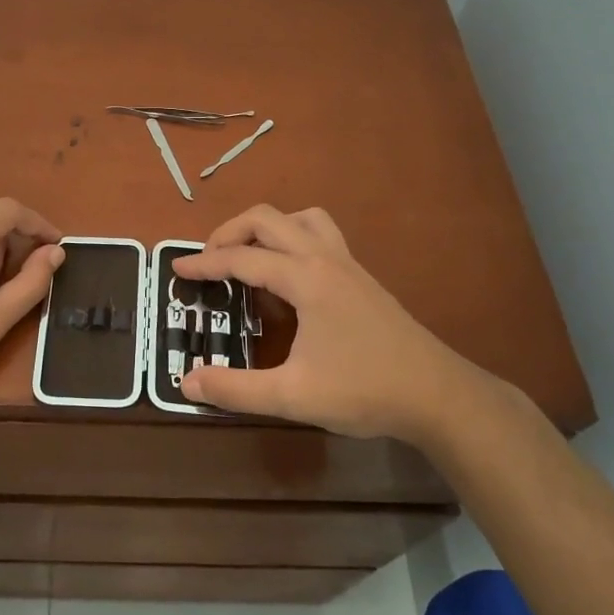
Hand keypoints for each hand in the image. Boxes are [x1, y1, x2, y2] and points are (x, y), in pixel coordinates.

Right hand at [172, 205, 496, 441]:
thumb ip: (236, 389)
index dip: (205, 263)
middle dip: (230, 232)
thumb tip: (187, 382)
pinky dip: (293, 238)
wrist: (437, 394)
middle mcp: (325, 258)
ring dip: (268, 227)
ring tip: (249, 256)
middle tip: (208, 260)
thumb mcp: (293, 396)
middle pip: (268, 219)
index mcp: (306, 278)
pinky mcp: (362, 277)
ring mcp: (348, 264)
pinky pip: (320, 235)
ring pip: (301, 218)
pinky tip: (290, 276)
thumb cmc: (365, 391)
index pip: (242, 258)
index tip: (177, 270)